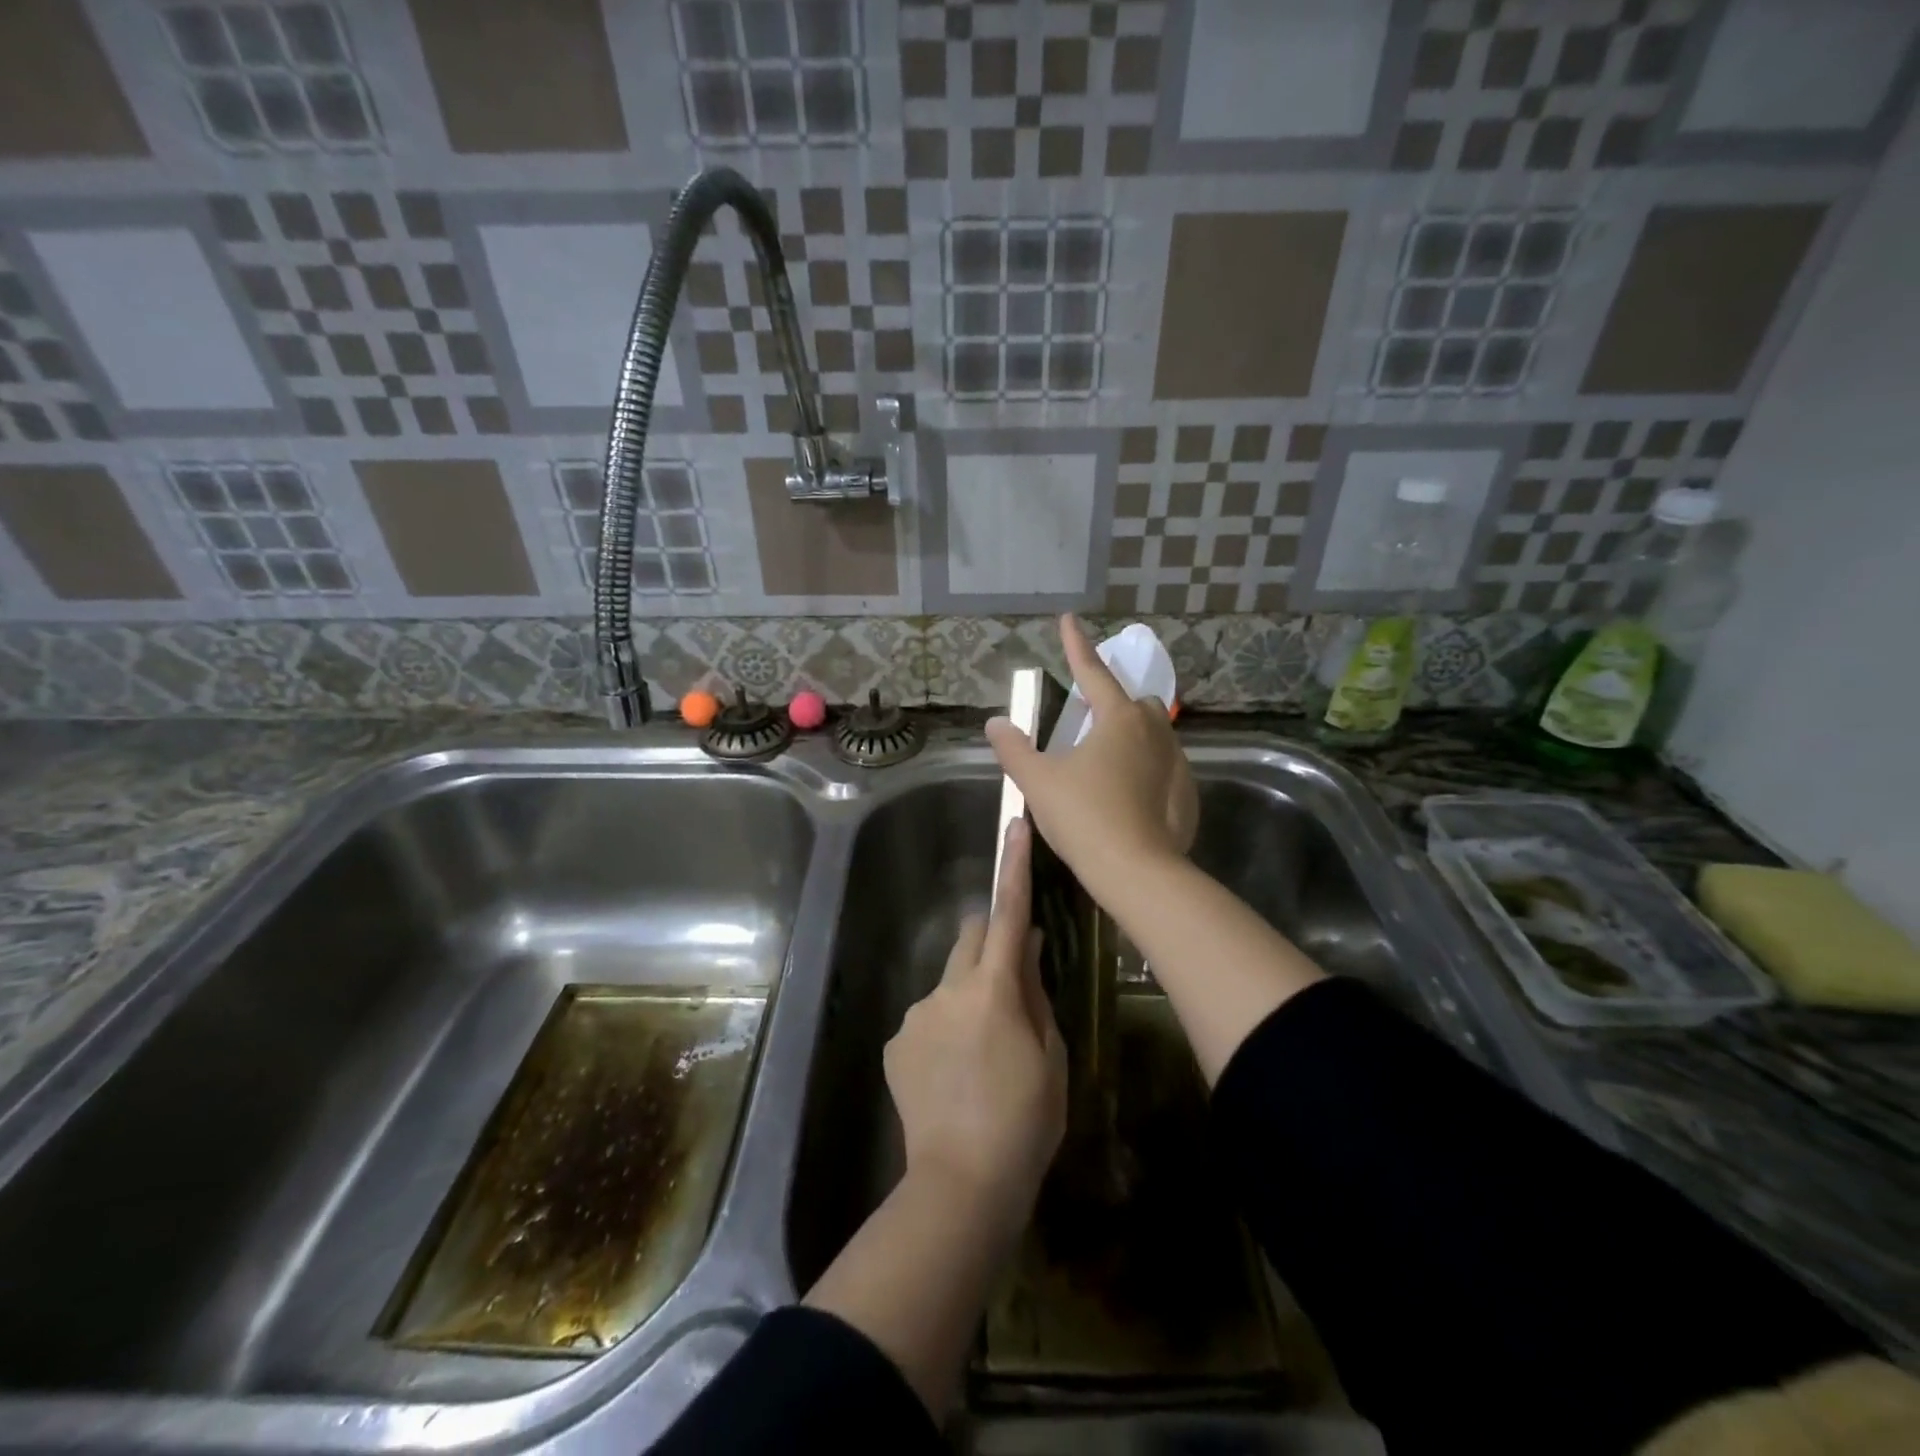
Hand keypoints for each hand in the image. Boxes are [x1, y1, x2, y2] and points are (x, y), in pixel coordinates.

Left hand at [883, 817, 1066, 1235]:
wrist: (961, 1183)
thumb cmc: (1025, 1121)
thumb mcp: (1049, 1056)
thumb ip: (1033, 993)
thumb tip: (1027, 947)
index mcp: (993, 989)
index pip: (1007, 913)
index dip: (1013, 867)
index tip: (1014, 825)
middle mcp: (947, 989)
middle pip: (970, 937)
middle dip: (989, 941)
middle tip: (1010, 984)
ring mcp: (916, 1015)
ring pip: (949, 984)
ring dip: (967, 999)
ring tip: (982, 1057)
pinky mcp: (896, 1042)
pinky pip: (927, 1019)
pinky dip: (944, 1031)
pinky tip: (954, 1077)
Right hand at [986, 614, 1198, 900]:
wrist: (1136, 872)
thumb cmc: (1084, 817)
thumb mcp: (1038, 781)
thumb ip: (1014, 749)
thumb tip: (996, 724)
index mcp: (1118, 719)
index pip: (1092, 672)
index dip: (1076, 646)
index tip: (1068, 619)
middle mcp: (1154, 732)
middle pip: (1135, 704)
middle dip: (1115, 706)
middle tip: (1089, 729)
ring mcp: (1177, 764)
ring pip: (1155, 736)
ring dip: (1132, 741)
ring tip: (1106, 769)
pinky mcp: (1188, 794)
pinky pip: (1165, 770)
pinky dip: (1147, 773)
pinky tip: (1129, 800)